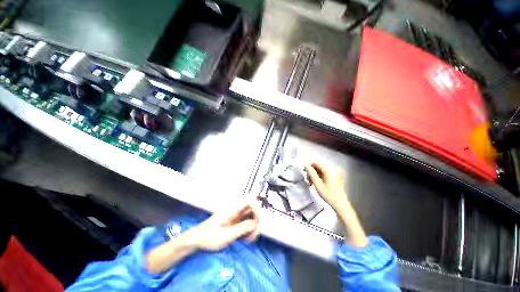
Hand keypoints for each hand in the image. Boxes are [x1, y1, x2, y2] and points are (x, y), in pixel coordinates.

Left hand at [188, 200, 259, 250]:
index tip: (256, 221)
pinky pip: (245, 224)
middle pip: (252, 210)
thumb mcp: (228, 234)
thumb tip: (255, 223)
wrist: (196, 240)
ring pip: (250, 218)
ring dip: (252, 228)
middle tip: (252, 234)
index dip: (256, 208)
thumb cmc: (210, 236)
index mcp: (234, 208)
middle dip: (255, 221)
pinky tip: (244, 239)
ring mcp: (235, 217)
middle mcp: (237, 210)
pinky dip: (247, 231)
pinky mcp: (234, 224)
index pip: (251, 200)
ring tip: (248, 239)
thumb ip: (243, 227)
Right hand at [305, 162, 348, 213]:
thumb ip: (312, 174)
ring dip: (315, 173)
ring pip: (321, 169)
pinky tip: (316, 181)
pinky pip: (325, 172)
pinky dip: (319, 175)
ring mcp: (336, 172)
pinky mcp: (336, 175)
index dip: (309, 165)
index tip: (304, 171)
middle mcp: (334, 169)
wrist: (341, 205)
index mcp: (330, 171)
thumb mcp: (318, 185)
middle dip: (312, 170)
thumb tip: (306, 166)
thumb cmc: (329, 196)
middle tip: (307, 178)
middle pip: (319, 165)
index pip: (317, 163)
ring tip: (311, 181)